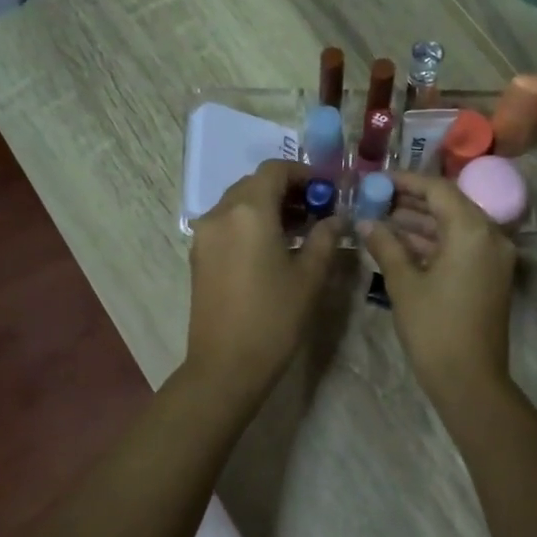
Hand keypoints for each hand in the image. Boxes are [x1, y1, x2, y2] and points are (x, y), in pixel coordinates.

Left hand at [184, 160, 338, 393]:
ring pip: (239, 203)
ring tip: (300, 229)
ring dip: (269, 206)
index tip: (328, 189)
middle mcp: (221, 213)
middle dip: (287, 189)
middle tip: (317, 209)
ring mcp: (205, 235)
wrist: (225, 366)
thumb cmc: (274, 318)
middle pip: (255, 184)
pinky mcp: (199, 255)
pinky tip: (274, 247)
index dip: (304, 173)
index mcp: (249, 211)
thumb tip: (336, 218)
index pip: (275, 170)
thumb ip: (325, 237)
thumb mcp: (310, 276)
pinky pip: (228, 224)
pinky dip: (251, 223)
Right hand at [361, 173, 516, 401]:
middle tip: (376, 198)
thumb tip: (366, 222)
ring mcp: (494, 257)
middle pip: (450, 204)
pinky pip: (462, 246)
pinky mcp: (491, 275)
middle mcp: (491, 236)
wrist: (470, 380)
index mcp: (472, 230)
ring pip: (455, 226)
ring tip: (382, 219)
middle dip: (412, 200)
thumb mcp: (404, 283)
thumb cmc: (434, 328)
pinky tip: (402, 243)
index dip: (406, 181)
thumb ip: (386, 245)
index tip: (378, 180)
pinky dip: (435, 241)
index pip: (438, 189)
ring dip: (422, 222)